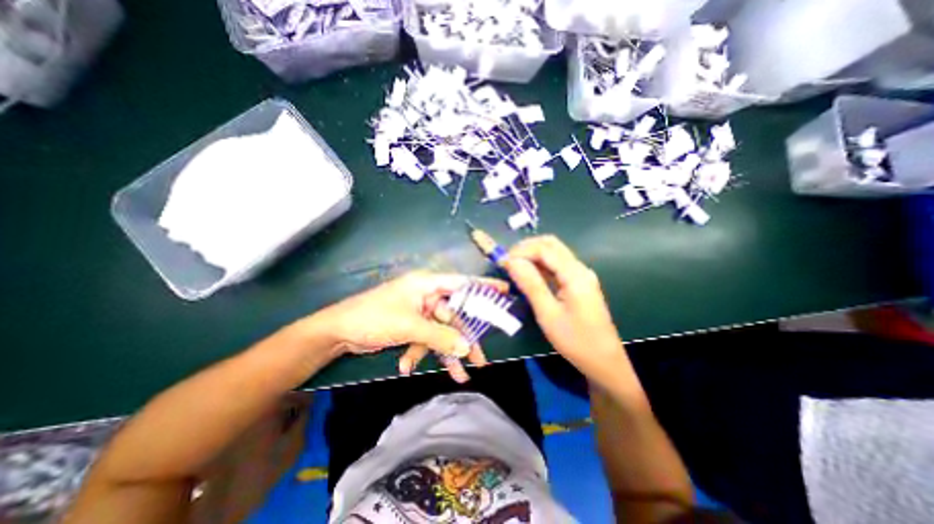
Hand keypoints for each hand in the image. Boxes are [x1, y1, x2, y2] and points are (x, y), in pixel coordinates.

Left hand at [314, 274, 503, 380]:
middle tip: (479, 360)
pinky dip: (421, 353)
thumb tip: (466, 348)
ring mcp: (419, 311)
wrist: (338, 332)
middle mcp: (426, 295)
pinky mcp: (411, 325)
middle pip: (454, 316)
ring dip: (445, 353)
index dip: (483, 287)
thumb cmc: (375, 318)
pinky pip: (425, 339)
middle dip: (463, 339)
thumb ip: (440, 336)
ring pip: (441, 332)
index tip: (504, 293)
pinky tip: (407, 366)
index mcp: (427, 285)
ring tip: (457, 376)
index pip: (462, 283)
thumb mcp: (410, 327)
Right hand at [503, 237, 625, 384]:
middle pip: (551, 245)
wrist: (604, 361)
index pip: (545, 249)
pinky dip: (540, 264)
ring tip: (514, 266)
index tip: (502, 262)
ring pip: (554, 253)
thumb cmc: (575, 340)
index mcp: (575, 274)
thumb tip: (511, 262)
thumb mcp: (548, 314)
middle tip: (507, 261)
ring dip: (533, 255)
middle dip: (527, 248)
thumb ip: (530, 284)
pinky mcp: (578, 283)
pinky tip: (528, 274)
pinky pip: (557, 265)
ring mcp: (581, 275)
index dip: (521, 251)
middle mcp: (579, 268)